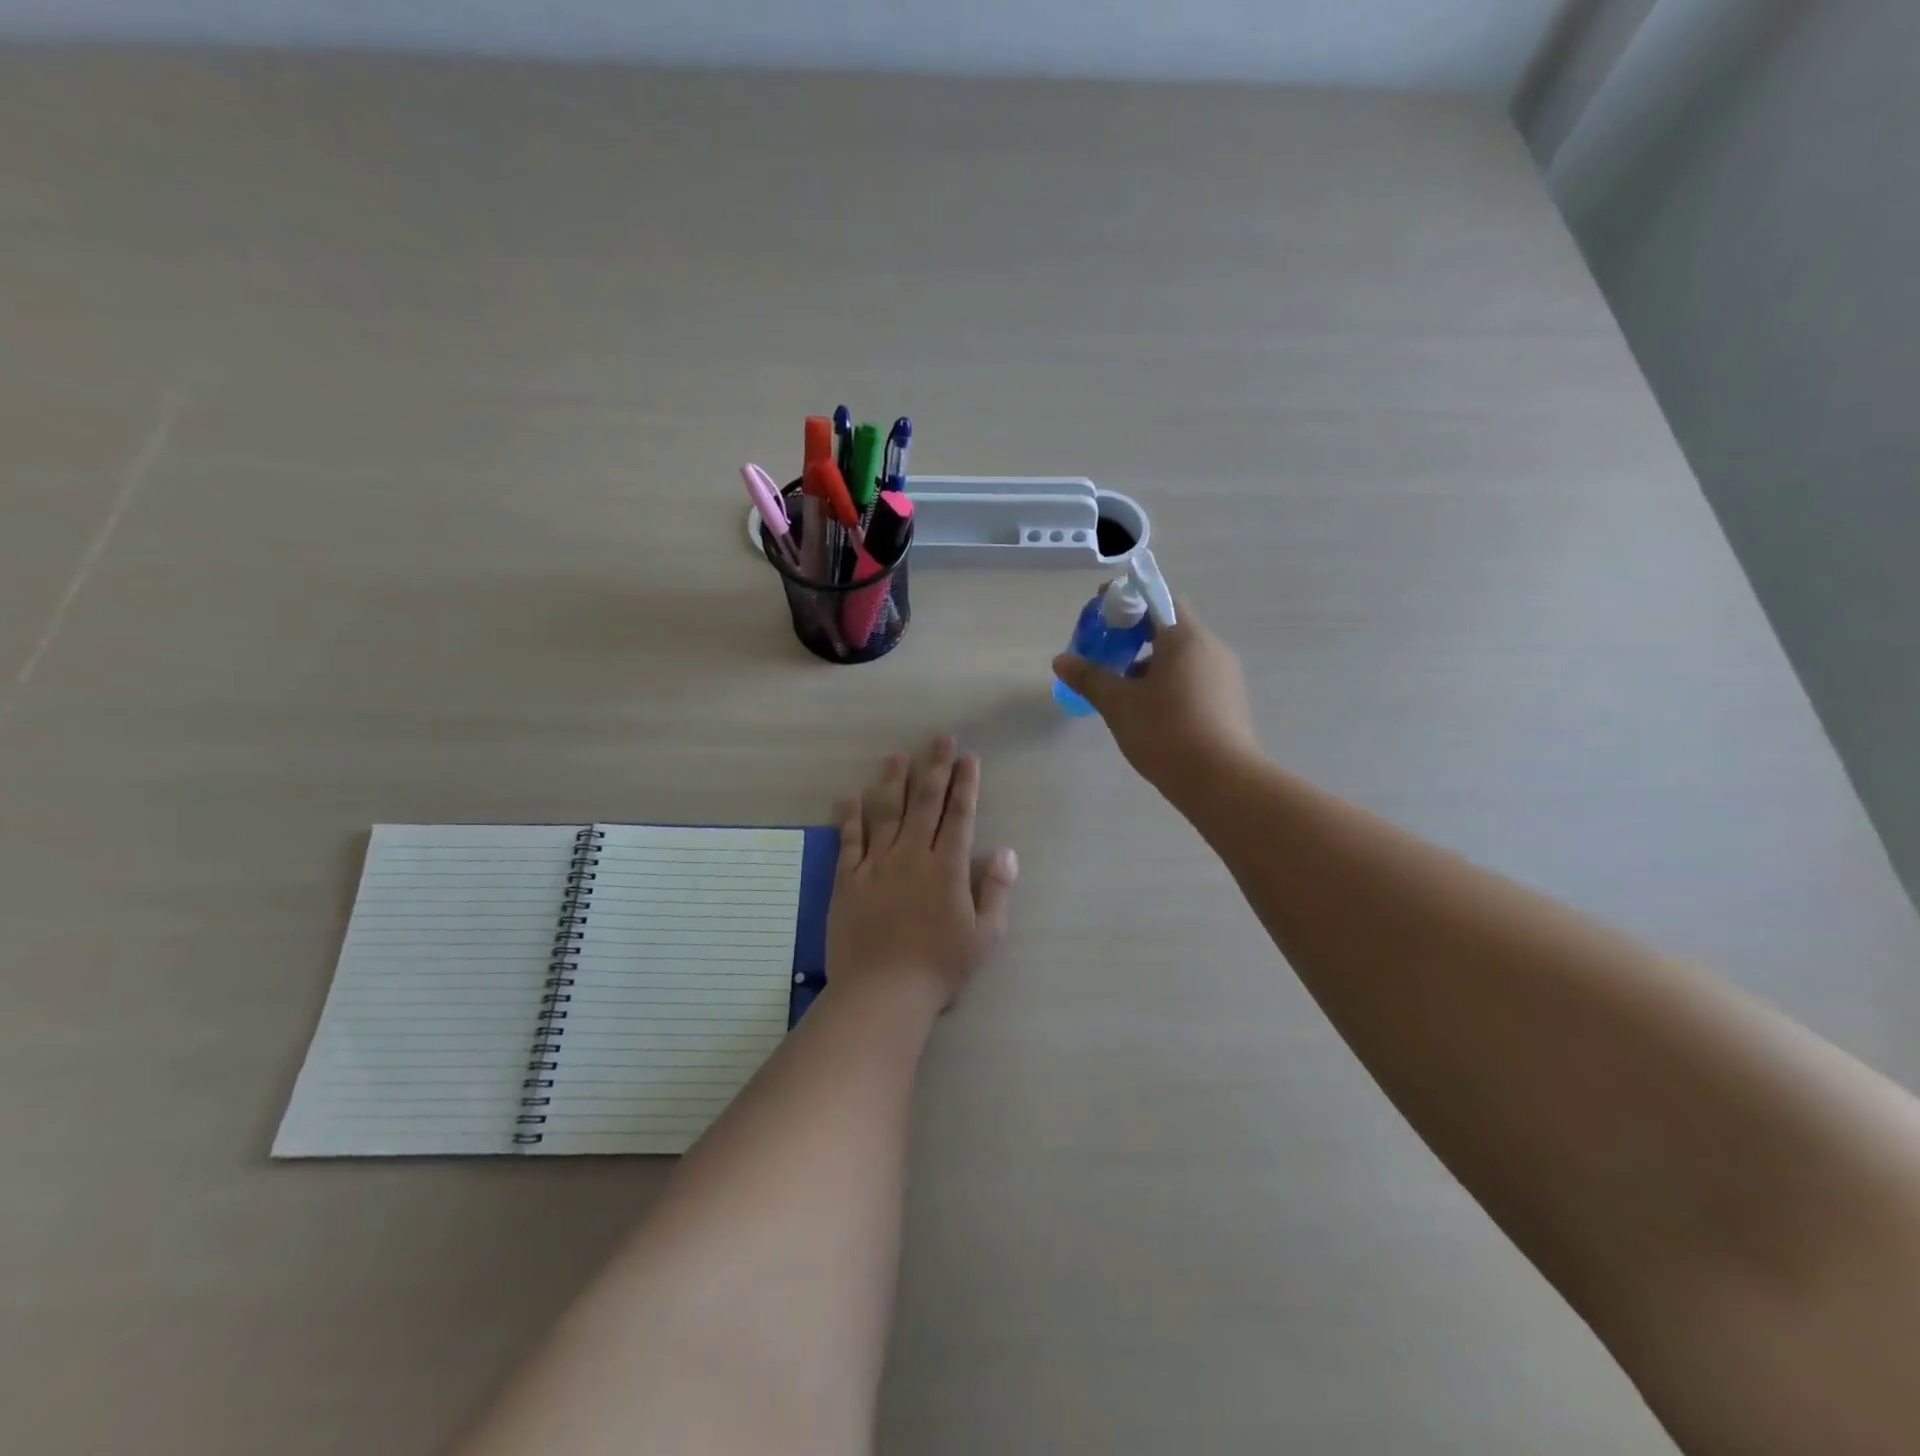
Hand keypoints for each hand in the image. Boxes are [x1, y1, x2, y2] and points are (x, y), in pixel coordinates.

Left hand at [826, 738, 1018, 1009]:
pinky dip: (849, 818)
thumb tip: (1006, 851)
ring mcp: (876, 865)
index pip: (959, 815)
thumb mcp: (985, 936)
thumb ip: (996, 890)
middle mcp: (912, 856)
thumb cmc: (940, 968)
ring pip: (885, 813)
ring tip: (896, 756)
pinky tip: (849, 797)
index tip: (968, 758)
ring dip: (892, 782)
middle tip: (939, 740)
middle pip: (925, 803)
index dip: (965, 784)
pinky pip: (848, 841)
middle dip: (934, 768)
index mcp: (947, 868)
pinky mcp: (848, 880)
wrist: (882, 993)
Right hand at [1052, 600, 1260, 792]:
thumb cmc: (1166, 731)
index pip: (1157, 599)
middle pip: (1170, 627)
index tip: (1102, 609)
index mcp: (1185, 638)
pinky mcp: (1230, 702)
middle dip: (1135, 634)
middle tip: (1106, 652)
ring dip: (1151, 662)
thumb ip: (1089, 678)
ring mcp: (1225, 676)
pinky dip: (1170, 682)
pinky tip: (1151, 711)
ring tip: (1123, 688)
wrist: (1221, 780)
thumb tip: (1061, 660)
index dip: (1128, 599)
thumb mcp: (1118, 704)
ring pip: (1182, 656)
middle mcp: (1211, 648)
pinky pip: (1195, 678)